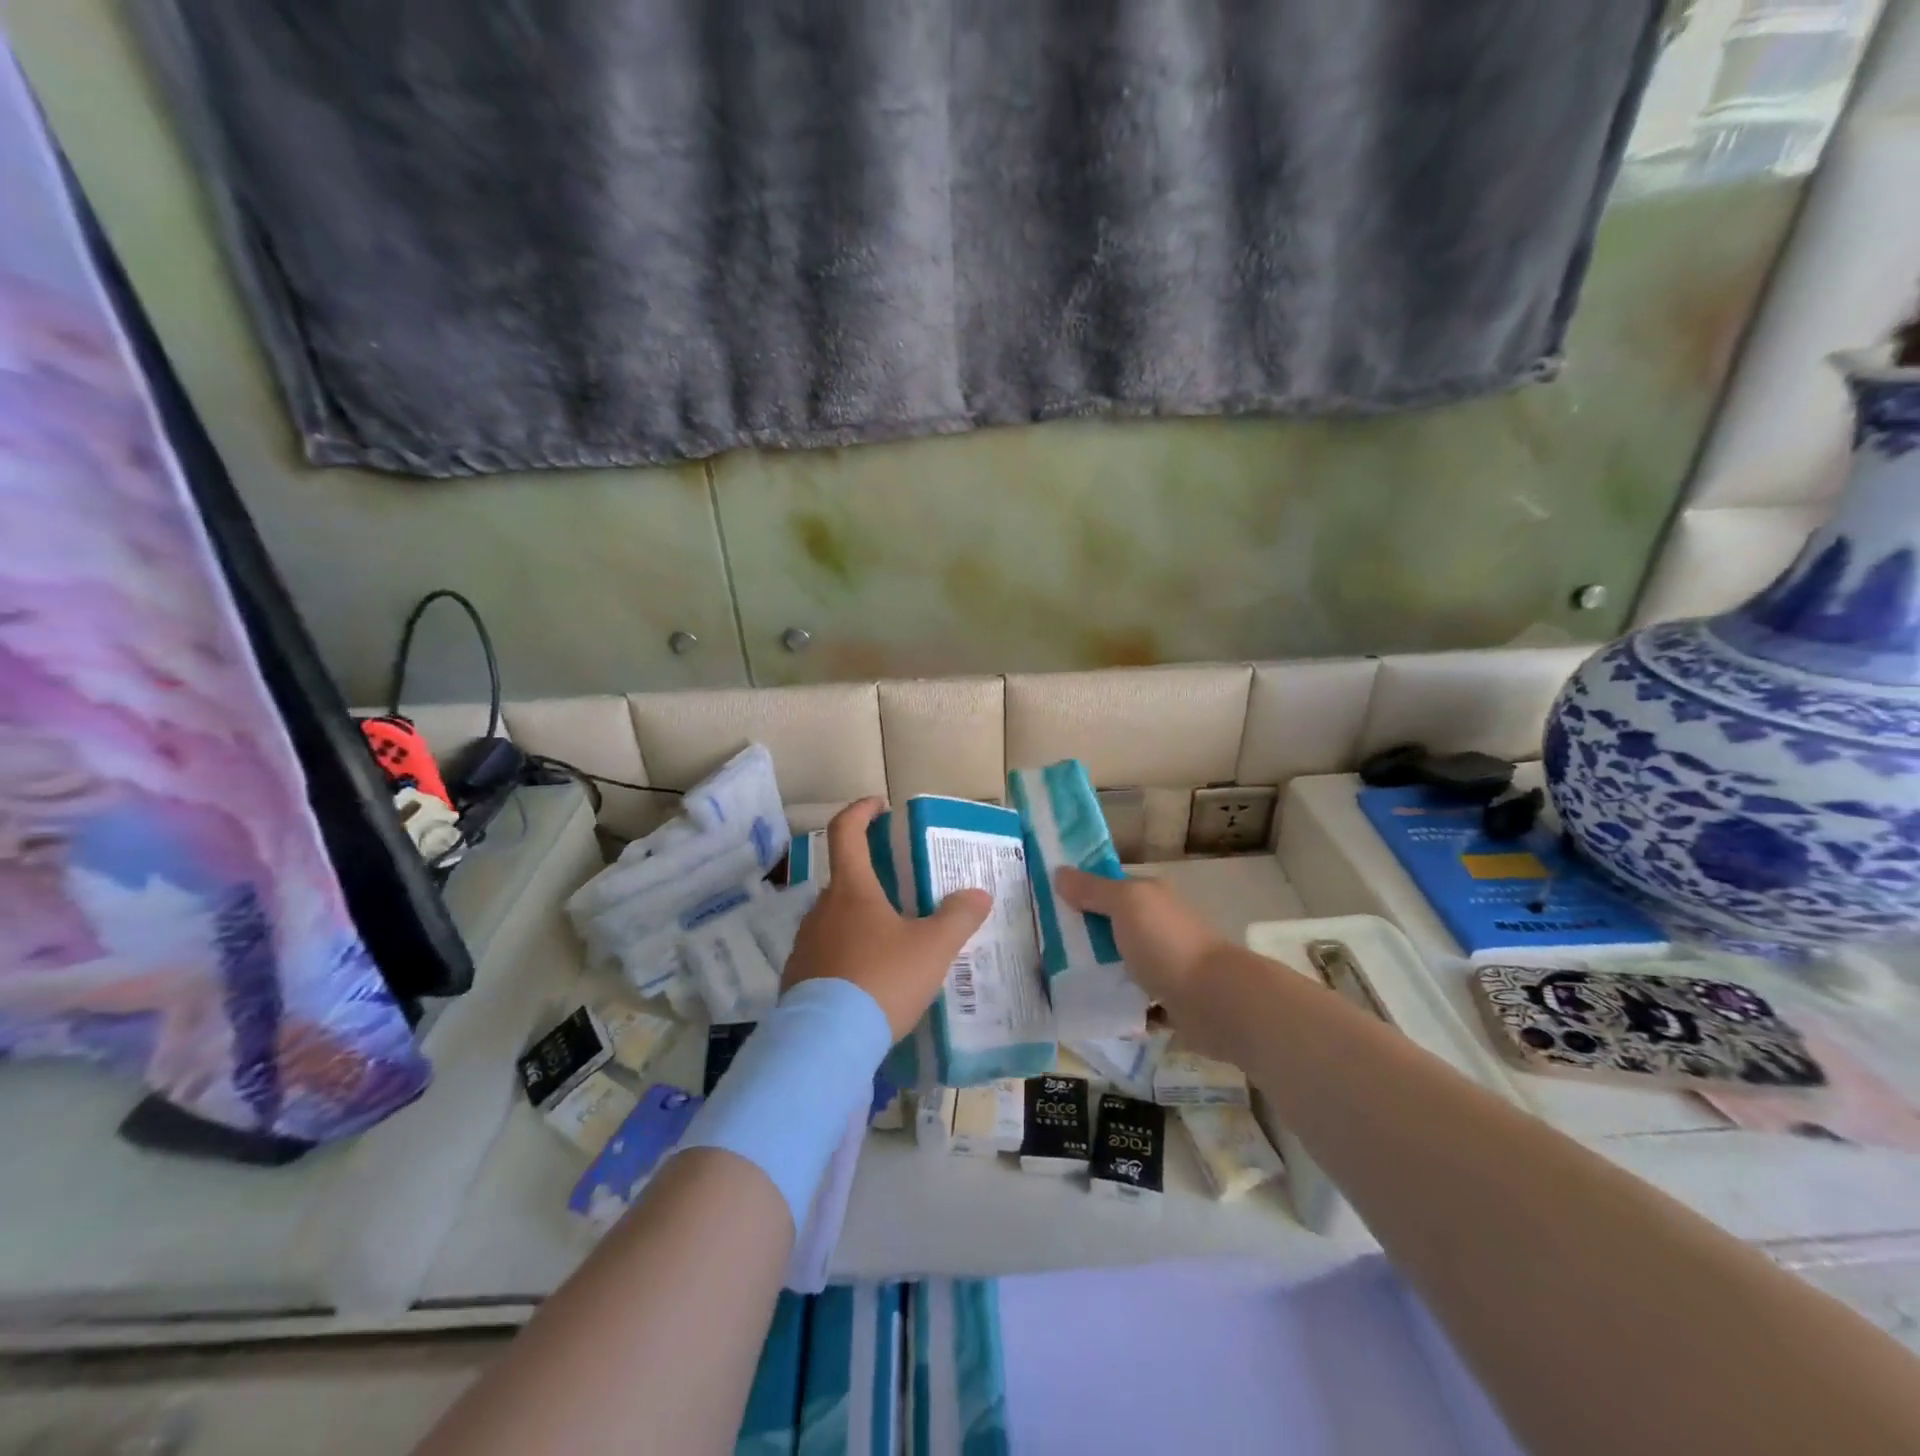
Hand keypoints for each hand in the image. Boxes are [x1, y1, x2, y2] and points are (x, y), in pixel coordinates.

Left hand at [782, 798, 991, 1041]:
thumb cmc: (882, 980)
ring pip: (836, 918)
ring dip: (861, 920)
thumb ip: (959, 917)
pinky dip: (848, 954)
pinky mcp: (798, 977)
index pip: (847, 831)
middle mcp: (822, 909)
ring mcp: (805, 943)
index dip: (861, 811)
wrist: (826, 1044)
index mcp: (852, 890)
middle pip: (845, 879)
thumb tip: (977, 894)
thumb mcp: (933, 948)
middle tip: (904, 894)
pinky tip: (870, 981)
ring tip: (893, 945)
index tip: (879, 806)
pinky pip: (826, 953)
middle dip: (873, 879)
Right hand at [1054, 867, 1234, 1052]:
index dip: (1078, 894)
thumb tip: (1059, 873)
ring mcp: (1165, 965)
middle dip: (1082, 940)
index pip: (1107, 889)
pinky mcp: (1169, 1002)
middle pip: (1111, 929)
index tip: (1043, 907)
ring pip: (1121, 966)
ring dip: (1099, 976)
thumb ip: (1092, 890)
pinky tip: (1093, 1014)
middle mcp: (1158, 927)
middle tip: (1042, 952)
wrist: (1216, 1002)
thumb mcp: (1125, 904)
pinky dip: (1119, 1008)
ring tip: (1060, 986)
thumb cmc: (1167, 944)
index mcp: (1149, 898)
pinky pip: (1135, 1003)